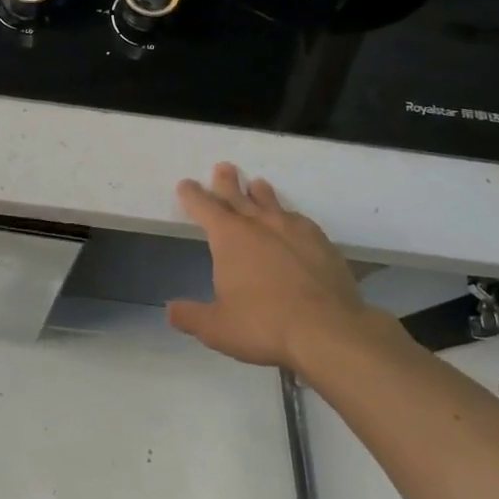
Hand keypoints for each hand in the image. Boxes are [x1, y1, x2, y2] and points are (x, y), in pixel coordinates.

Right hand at [169, 162, 392, 371]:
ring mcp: (294, 230)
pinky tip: (293, 223)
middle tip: (224, 168)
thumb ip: (191, 316)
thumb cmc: (263, 325)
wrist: (328, 330)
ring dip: (261, 194)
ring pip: (272, 203)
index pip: (204, 207)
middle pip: (238, 196)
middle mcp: (259, 224)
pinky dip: (291, 218)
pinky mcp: (322, 243)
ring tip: (258, 185)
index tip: (186, 184)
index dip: (192, 195)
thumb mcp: (217, 328)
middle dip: (227, 182)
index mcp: (229, 237)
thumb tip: (170, 310)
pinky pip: (300, 222)